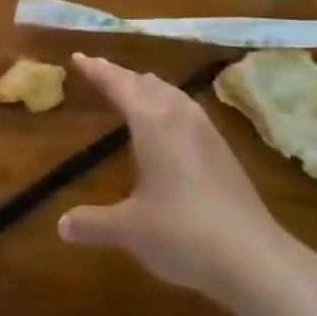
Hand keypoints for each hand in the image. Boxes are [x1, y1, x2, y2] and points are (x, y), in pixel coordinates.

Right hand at [57, 53, 286, 297]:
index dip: (96, 70)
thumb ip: (94, 223)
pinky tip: (172, 123)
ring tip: (135, 86)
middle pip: (145, 84)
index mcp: (152, 123)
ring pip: (172, 94)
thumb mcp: (130, 229)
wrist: (254, 258)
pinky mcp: (224, 152)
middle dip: (120, 75)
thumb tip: (62, 225)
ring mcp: (206, 133)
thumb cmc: (182, 233)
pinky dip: (169, 104)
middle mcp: (179, 117)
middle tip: (99, 69)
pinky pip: (188, 110)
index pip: (118, 85)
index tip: (78, 57)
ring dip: (148, 87)